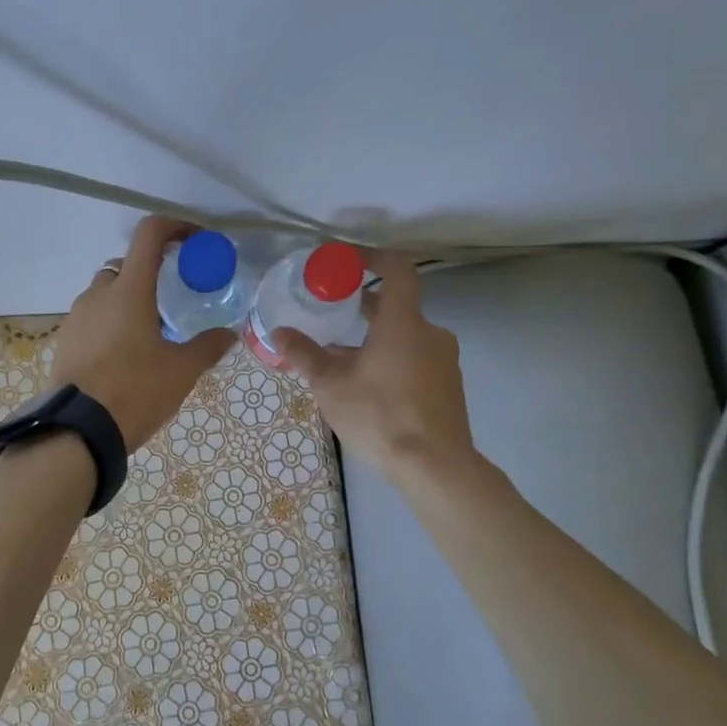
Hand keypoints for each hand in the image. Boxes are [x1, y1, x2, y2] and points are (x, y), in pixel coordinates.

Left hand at [49, 216, 234, 450]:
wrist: (78, 430)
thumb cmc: (135, 391)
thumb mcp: (181, 371)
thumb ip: (207, 347)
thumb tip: (229, 334)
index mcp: (130, 290)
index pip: (150, 233)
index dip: (175, 227)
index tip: (195, 242)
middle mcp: (99, 293)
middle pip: (127, 265)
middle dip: (152, 273)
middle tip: (173, 300)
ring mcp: (77, 316)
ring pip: (106, 292)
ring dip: (129, 299)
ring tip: (150, 332)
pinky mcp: (65, 339)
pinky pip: (92, 317)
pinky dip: (110, 322)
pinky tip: (125, 354)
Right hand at [274, 252, 477, 477]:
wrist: (435, 467)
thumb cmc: (380, 415)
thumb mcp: (330, 385)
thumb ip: (305, 354)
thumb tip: (279, 332)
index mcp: (403, 323)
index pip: (397, 270)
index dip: (373, 258)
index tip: (348, 260)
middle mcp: (430, 334)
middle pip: (397, 307)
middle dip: (364, 306)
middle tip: (332, 311)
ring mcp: (443, 362)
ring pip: (404, 337)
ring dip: (374, 339)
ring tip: (341, 356)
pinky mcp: (447, 387)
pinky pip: (415, 360)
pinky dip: (391, 360)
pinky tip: (366, 386)